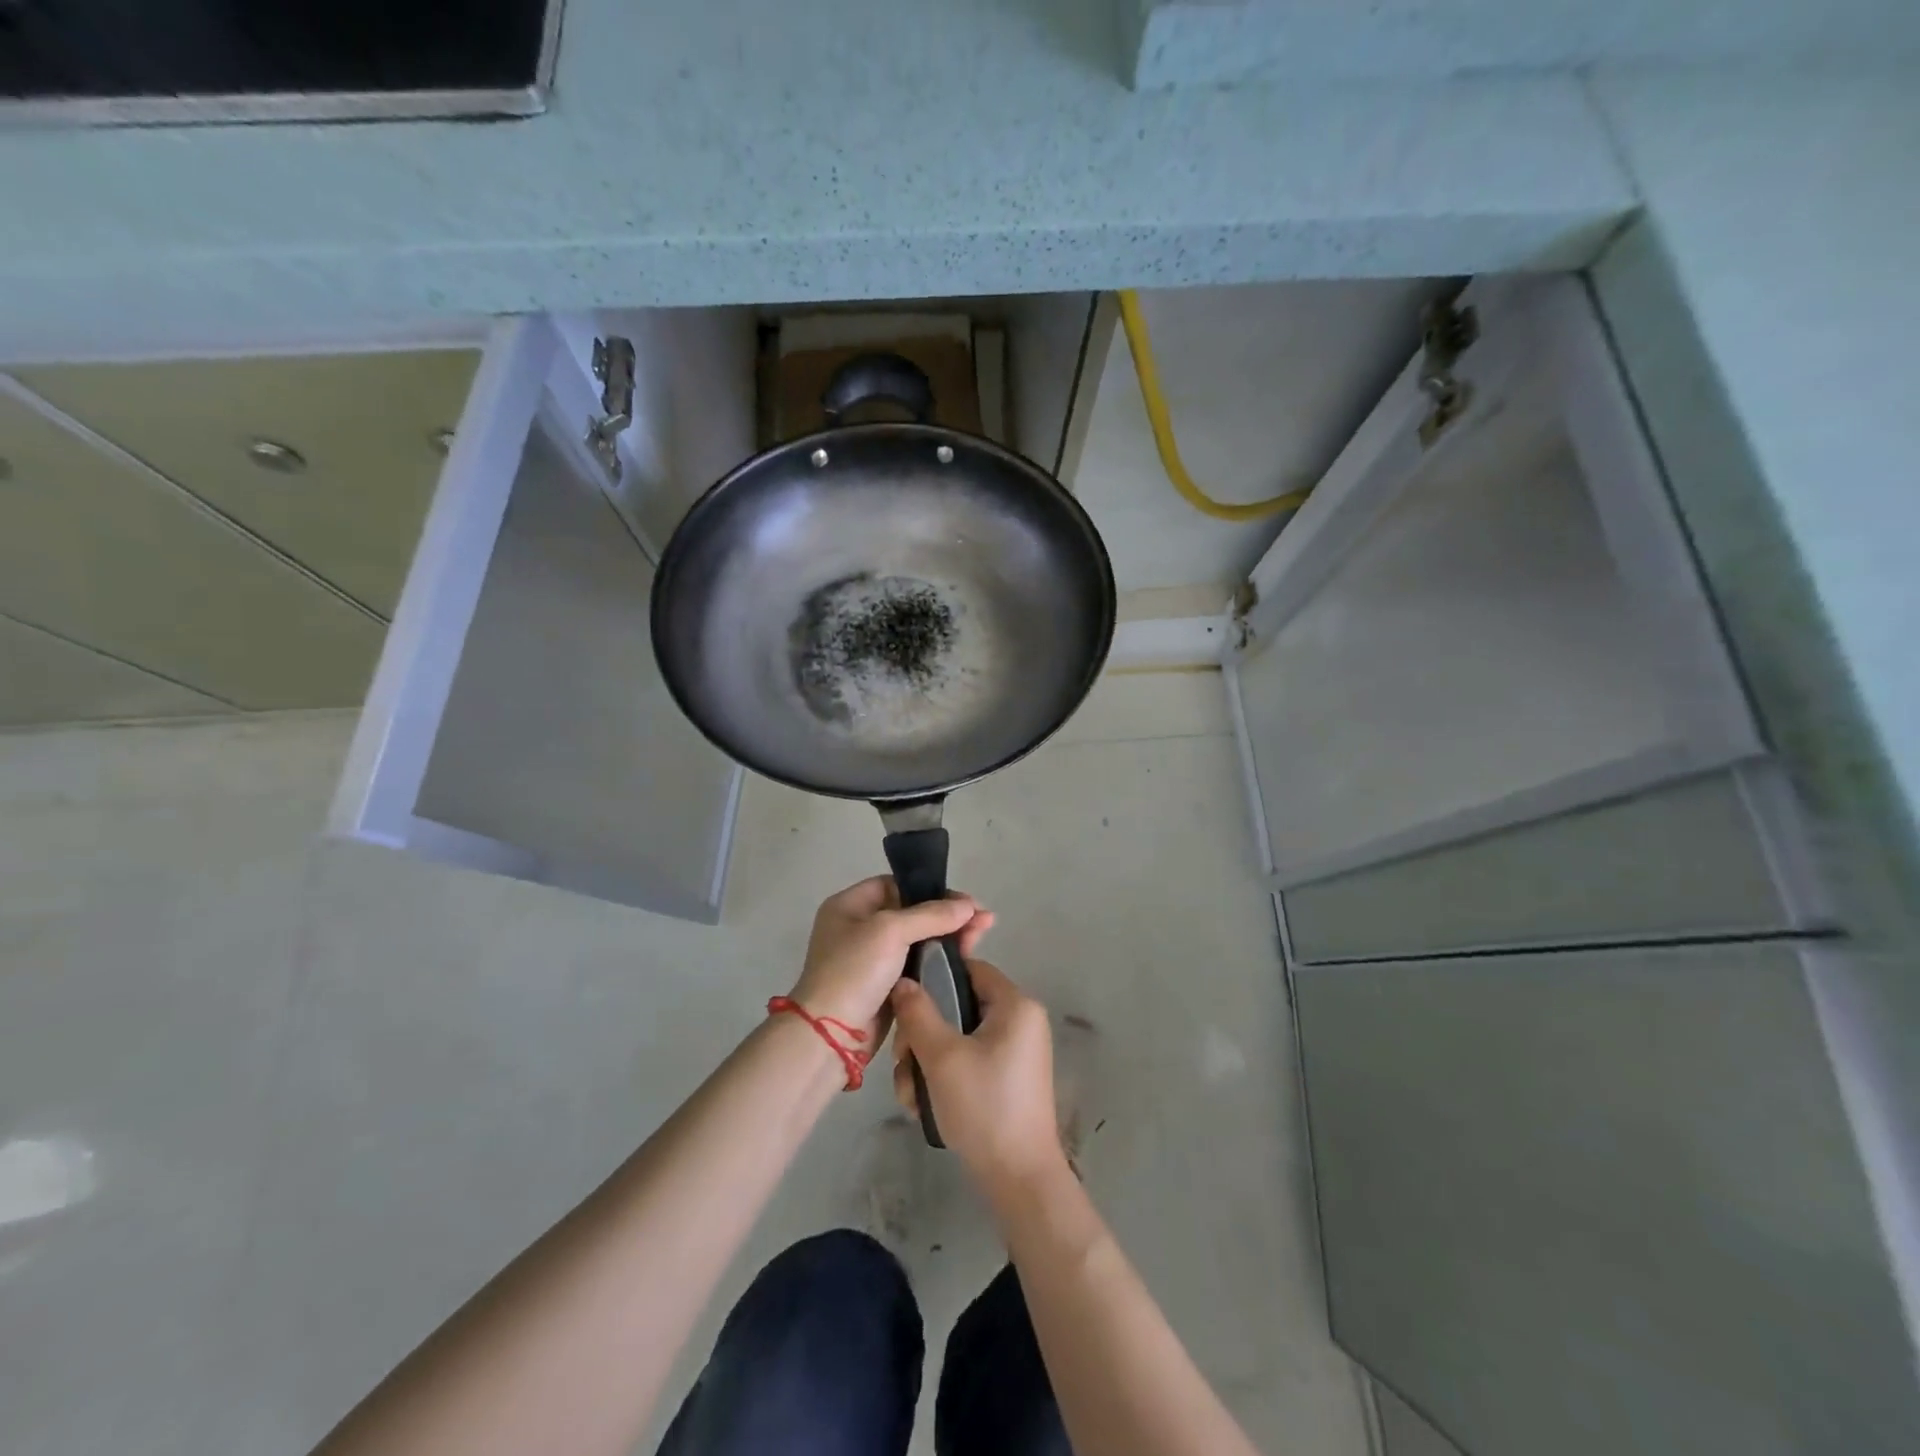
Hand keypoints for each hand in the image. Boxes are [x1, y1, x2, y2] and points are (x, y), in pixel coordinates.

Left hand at [788, 877, 994, 1040]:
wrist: (832, 1035)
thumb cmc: (854, 971)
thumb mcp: (890, 931)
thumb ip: (931, 915)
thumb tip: (969, 906)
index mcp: (850, 906)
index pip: (897, 885)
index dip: (931, 889)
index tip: (965, 901)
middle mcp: (860, 928)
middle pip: (912, 912)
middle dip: (949, 915)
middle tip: (984, 920)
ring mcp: (873, 959)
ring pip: (919, 940)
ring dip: (949, 937)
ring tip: (982, 936)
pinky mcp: (886, 985)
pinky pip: (918, 964)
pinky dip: (939, 960)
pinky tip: (965, 957)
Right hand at [890, 960, 1065, 1196]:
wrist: (1019, 1180)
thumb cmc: (983, 1107)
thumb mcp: (942, 1057)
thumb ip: (918, 1013)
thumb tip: (903, 981)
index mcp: (1016, 1005)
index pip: (970, 968)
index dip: (934, 979)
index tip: (905, 1004)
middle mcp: (1020, 1021)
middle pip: (959, 1006)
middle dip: (923, 1035)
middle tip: (903, 1062)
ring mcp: (1015, 1052)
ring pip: (958, 1038)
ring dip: (927, 1062)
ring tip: (909, 1096)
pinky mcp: (1007, 1079)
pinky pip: (969, 1060)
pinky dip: (945, 1077)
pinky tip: (923, 1106)